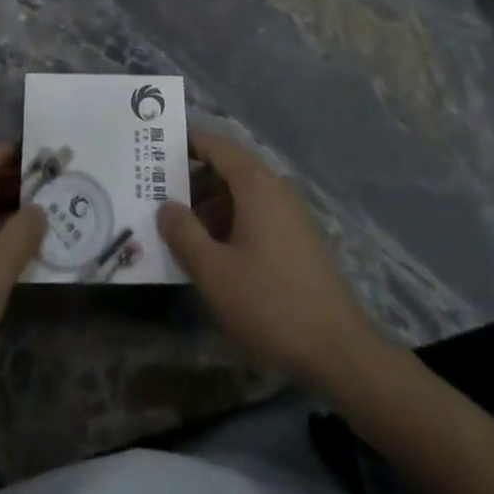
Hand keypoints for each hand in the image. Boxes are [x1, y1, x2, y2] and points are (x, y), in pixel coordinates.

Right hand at [160, 131, 373, 388]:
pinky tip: (215, 255)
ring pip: (241, 193)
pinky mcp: (298, 238)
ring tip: (180, 231)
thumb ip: (184, 234)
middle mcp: (274, 186)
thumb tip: (165, 206)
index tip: (154, 153)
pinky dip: (230, 221)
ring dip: (209, 205)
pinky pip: (256, 213)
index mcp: (255, 182)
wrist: (339, 350)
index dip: (184, 144)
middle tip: (158, 197)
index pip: (214, 143)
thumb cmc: (271, 304)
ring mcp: (290, 212)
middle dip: (192, 180)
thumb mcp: (215, 273)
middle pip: (226, 167)